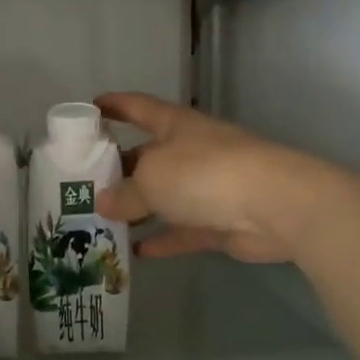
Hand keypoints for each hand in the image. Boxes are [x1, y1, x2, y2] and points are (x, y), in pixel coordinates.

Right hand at [95, 92, 315, 263]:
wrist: (274, 205)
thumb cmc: (204, 174)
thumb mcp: (150, 179)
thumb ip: (123, 193)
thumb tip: (103, 202)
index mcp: (175, 126)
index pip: (138, 107)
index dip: (114, 105)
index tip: (90, 109)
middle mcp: (190, 151)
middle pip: (147, 157)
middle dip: (118, 169)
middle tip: (84, 185)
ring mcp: (207, 187)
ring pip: (164, 197)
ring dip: (138, 208)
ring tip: (103, 221)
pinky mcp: (219, 221)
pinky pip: (183, 230)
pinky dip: (162, 239)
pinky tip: (136, 253)